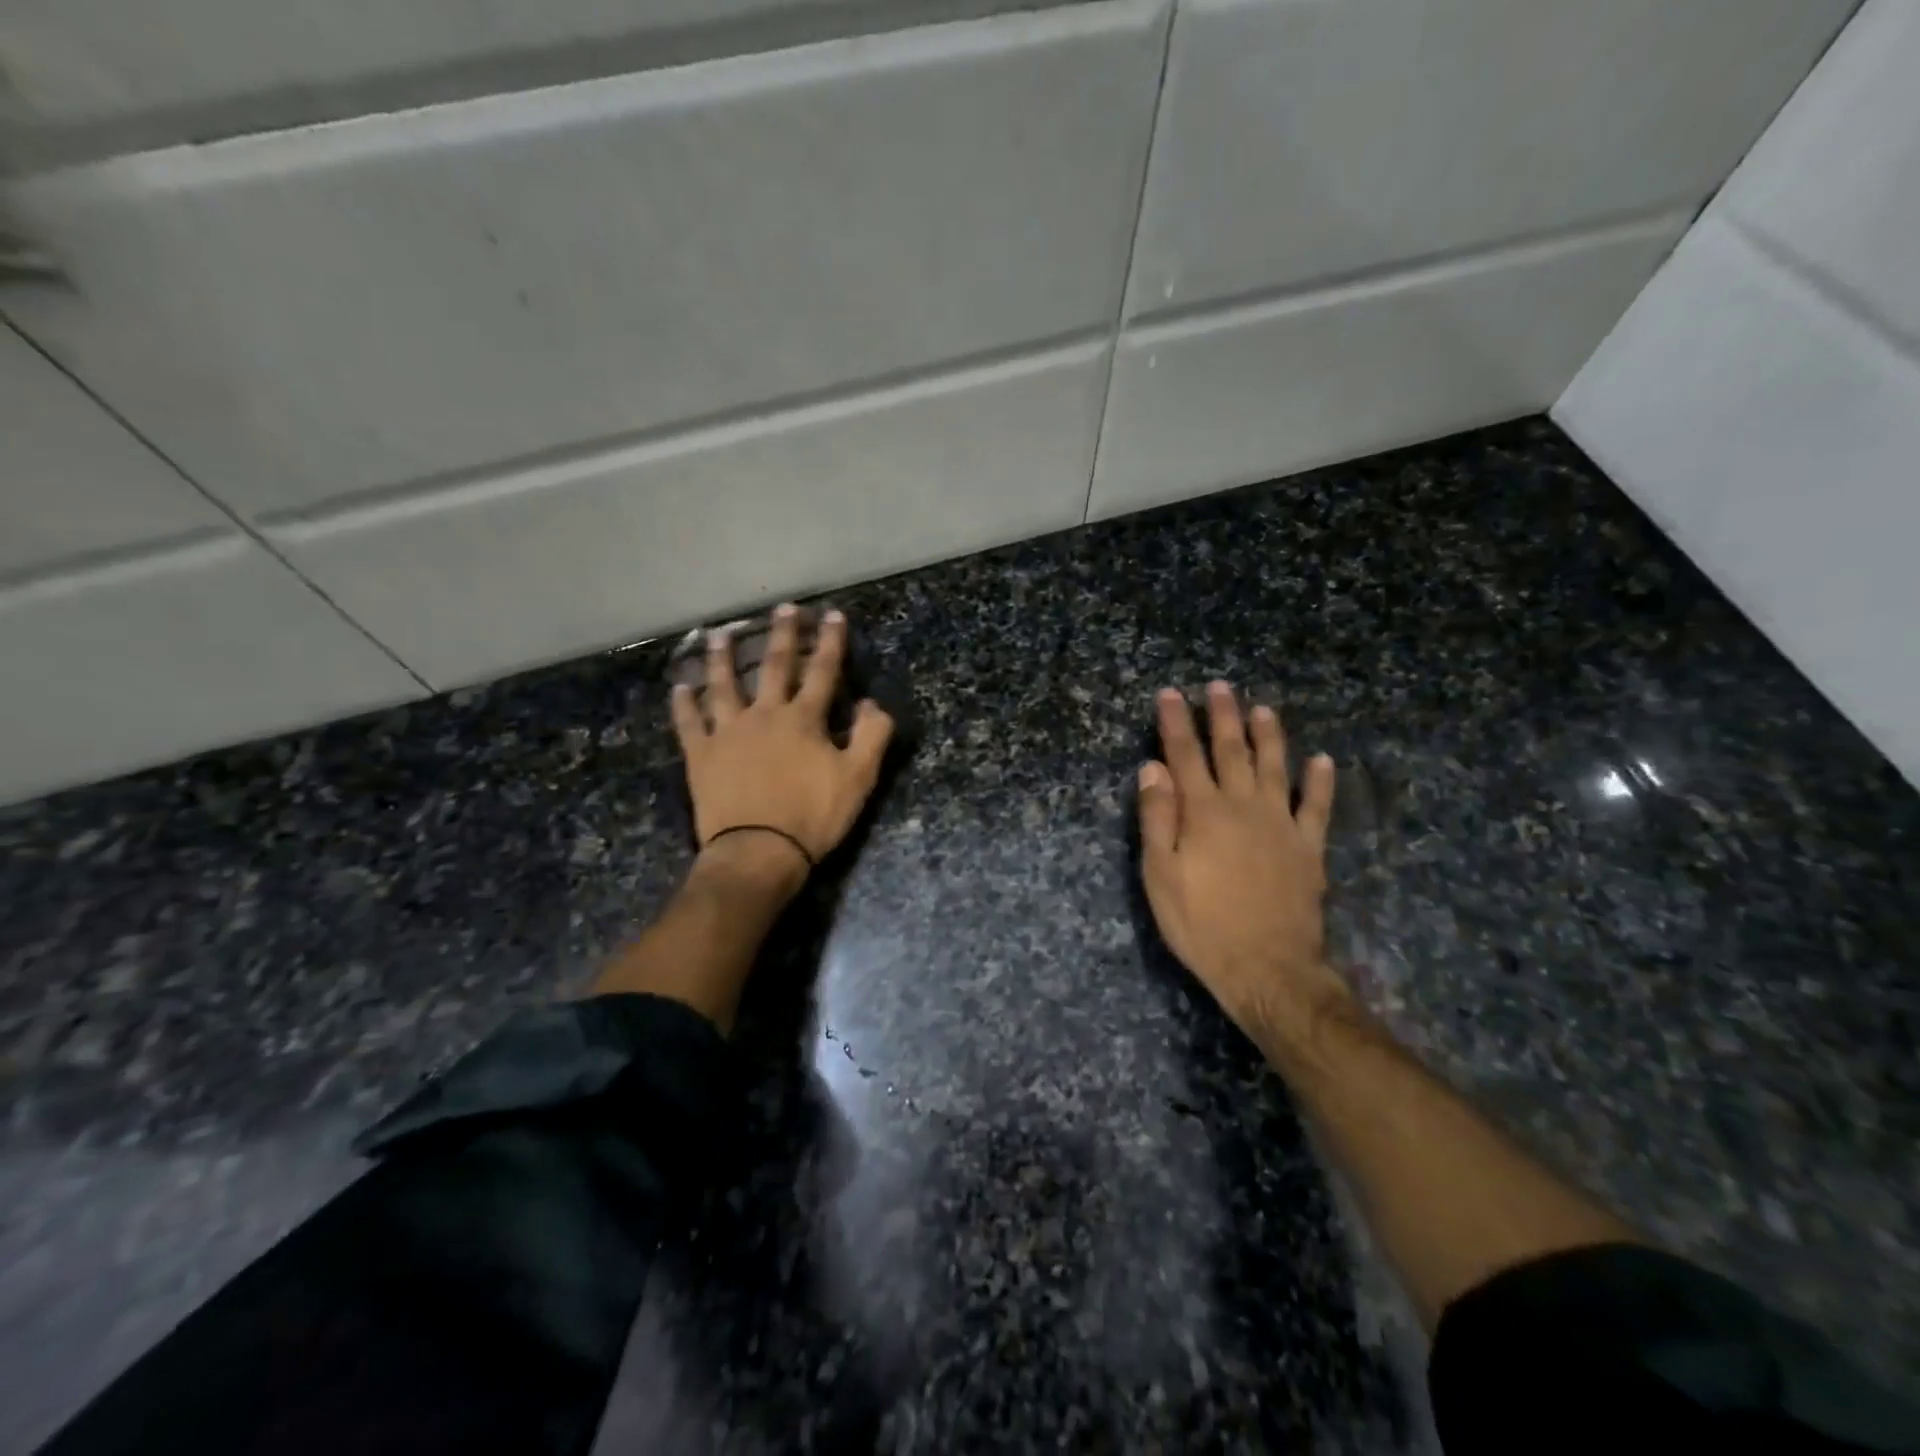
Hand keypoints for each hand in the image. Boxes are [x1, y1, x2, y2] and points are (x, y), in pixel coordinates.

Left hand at [672, 604, 893, 874]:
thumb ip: (871, 735)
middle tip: (783, 608)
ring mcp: (728, 732)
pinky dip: (684, 704)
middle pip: (773, 666)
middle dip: (782, 635)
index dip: (830, 641)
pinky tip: (680, 687)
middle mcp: (764, 714)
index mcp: (804, 719)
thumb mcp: (859, 778)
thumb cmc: (813, 816)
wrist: (759, 851)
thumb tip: (871, 702)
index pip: (822, 671)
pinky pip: (689, 723)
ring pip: (723, 685)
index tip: (832, 614)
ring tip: (720, 634)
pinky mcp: (701, 755)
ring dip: (723, 658)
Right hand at [1137, 682, 1349, 1047]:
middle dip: (1223, 716)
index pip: (1185, 756)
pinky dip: (1321, 782)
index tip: (1170, 694)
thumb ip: (1157, 818)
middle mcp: (1244, 807)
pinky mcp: (1309, 848)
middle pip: (1231, 751)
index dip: (1175, 723)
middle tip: (1220, 687)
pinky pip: (1317, 807)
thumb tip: (1152, 768)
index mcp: (1203, 812)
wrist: (1267, 969)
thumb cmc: (1202, 924)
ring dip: (1268, 736)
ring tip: (1263, 709)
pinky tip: (1322, 760)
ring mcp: (1281, 825)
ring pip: (1275, 768)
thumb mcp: (1160, 875)